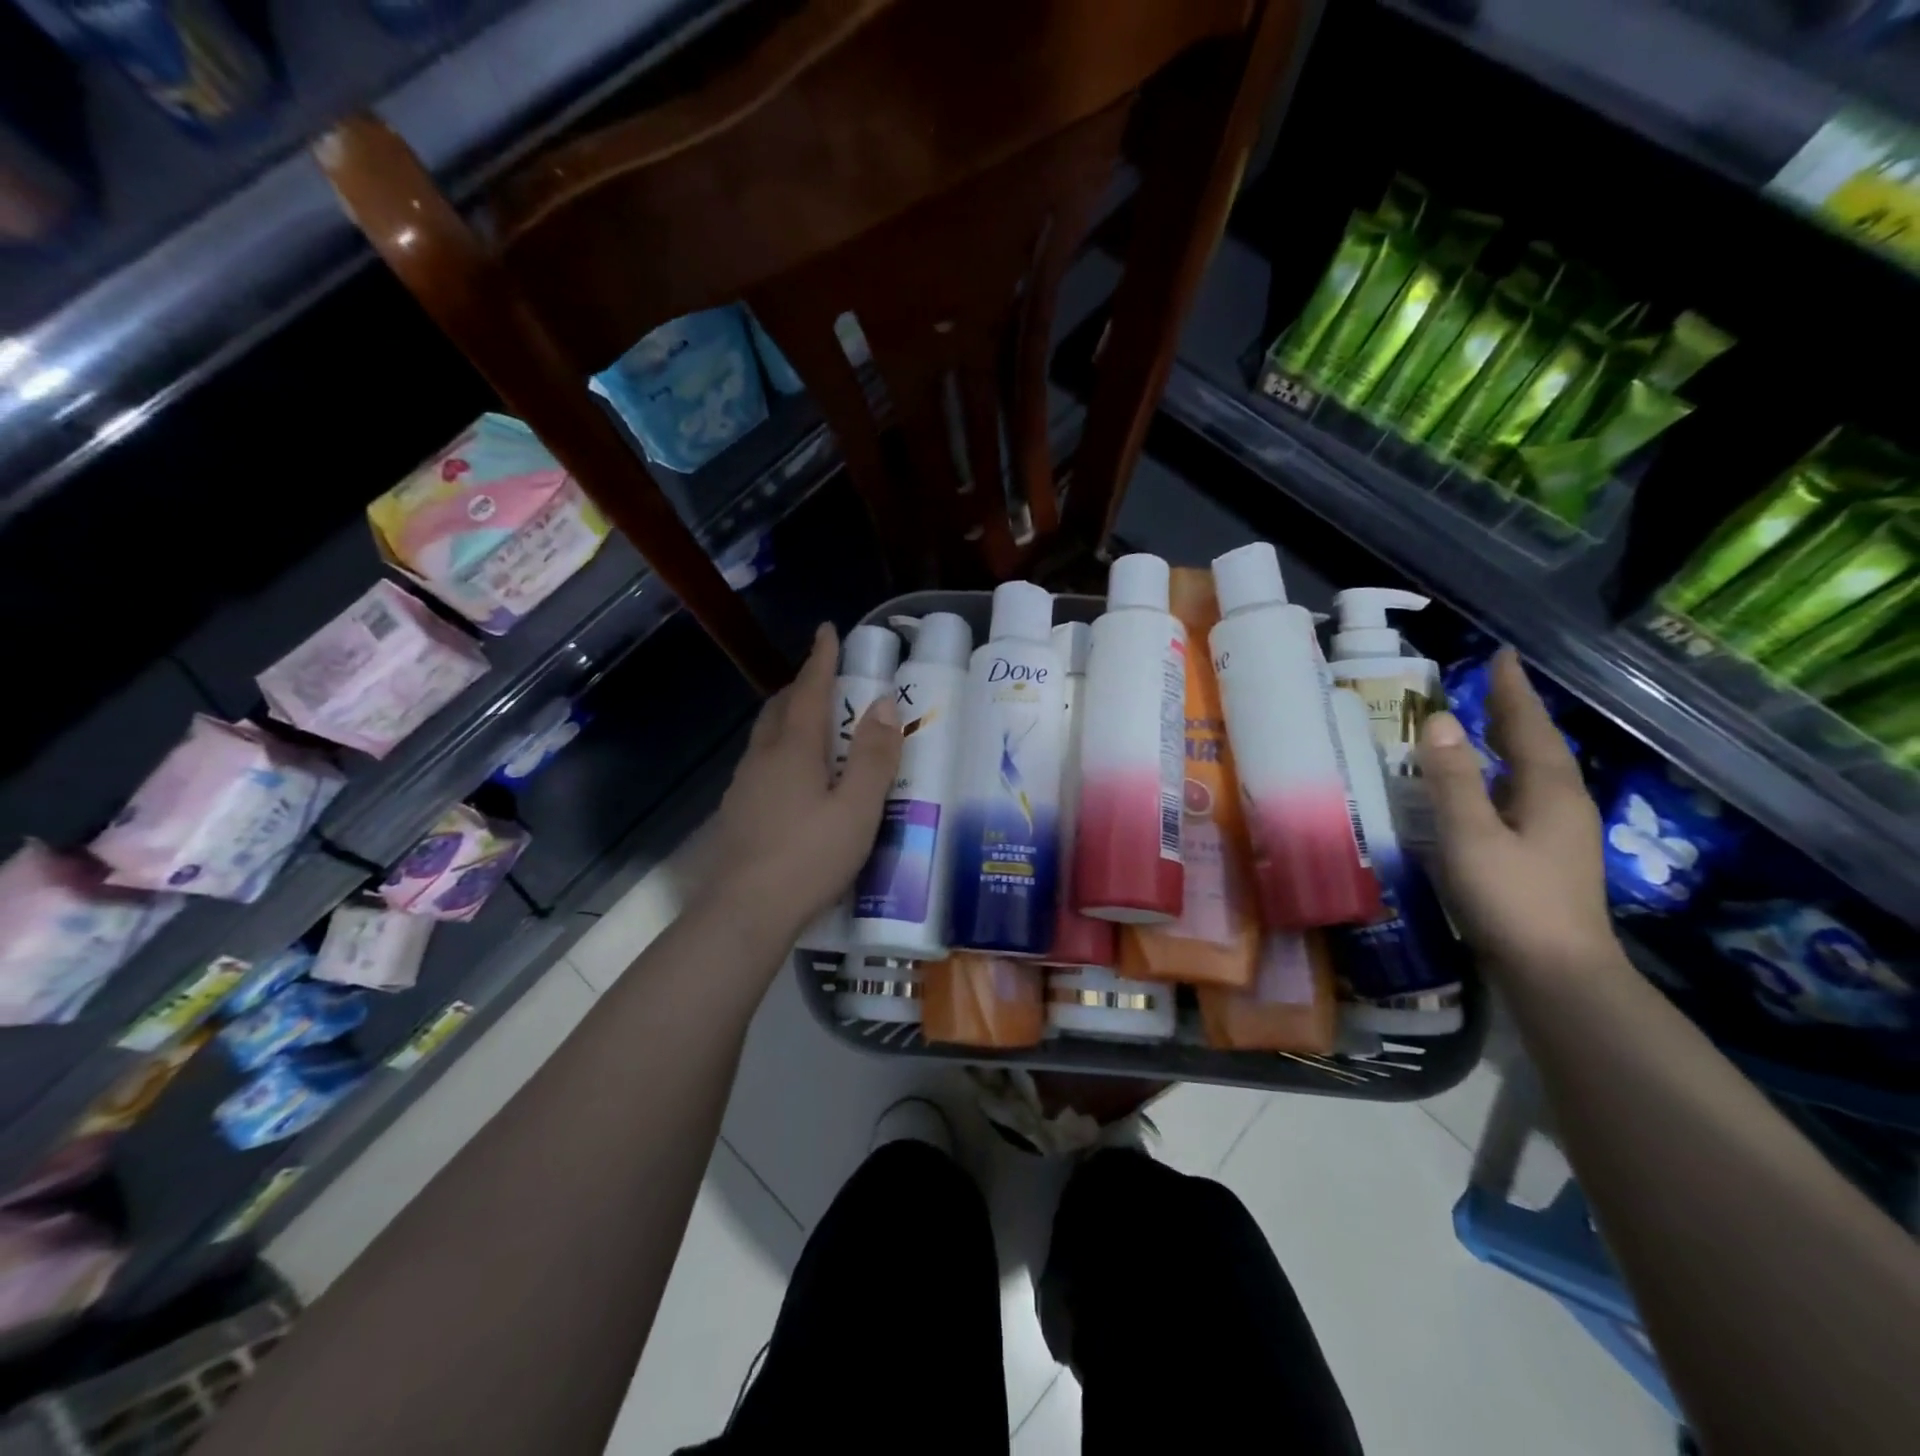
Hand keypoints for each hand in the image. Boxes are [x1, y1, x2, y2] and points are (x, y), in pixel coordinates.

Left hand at [701, 623, 901, 943]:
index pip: (809, 690)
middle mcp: (762, 758)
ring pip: (766, 738)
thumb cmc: (809, 857)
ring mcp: (744, 787)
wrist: (744, 913)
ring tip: (815, 728)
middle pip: (779, 709)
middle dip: (802, 687)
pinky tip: (795, 781)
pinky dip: (781, 753)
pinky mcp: (737, 814)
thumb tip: (884, 703)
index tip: (827, 630)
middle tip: (827, 683)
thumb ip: (874, 757)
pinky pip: (762, 766)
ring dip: (789, 720)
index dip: (821, 659)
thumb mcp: (858, 808)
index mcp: (793, 749)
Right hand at [1417, 649, 1621, 980]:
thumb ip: (1452, 778)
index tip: (1503, 654)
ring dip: (1510, 742)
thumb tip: (1440, 719)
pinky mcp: (1547, 855)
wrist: (1558, 973)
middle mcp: (1562, 803)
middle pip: (1537, 745)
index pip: (1527, 726)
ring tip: (1484, 725)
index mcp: (1549, 790)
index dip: (1512, 690)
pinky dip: (1503, 775)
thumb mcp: (1470, 835)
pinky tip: (1486, 788)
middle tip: (1490, 683)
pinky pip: (1523, 795)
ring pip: (1533, 771)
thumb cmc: (1512, 899)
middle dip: (1514, 712)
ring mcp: (1559, 832)